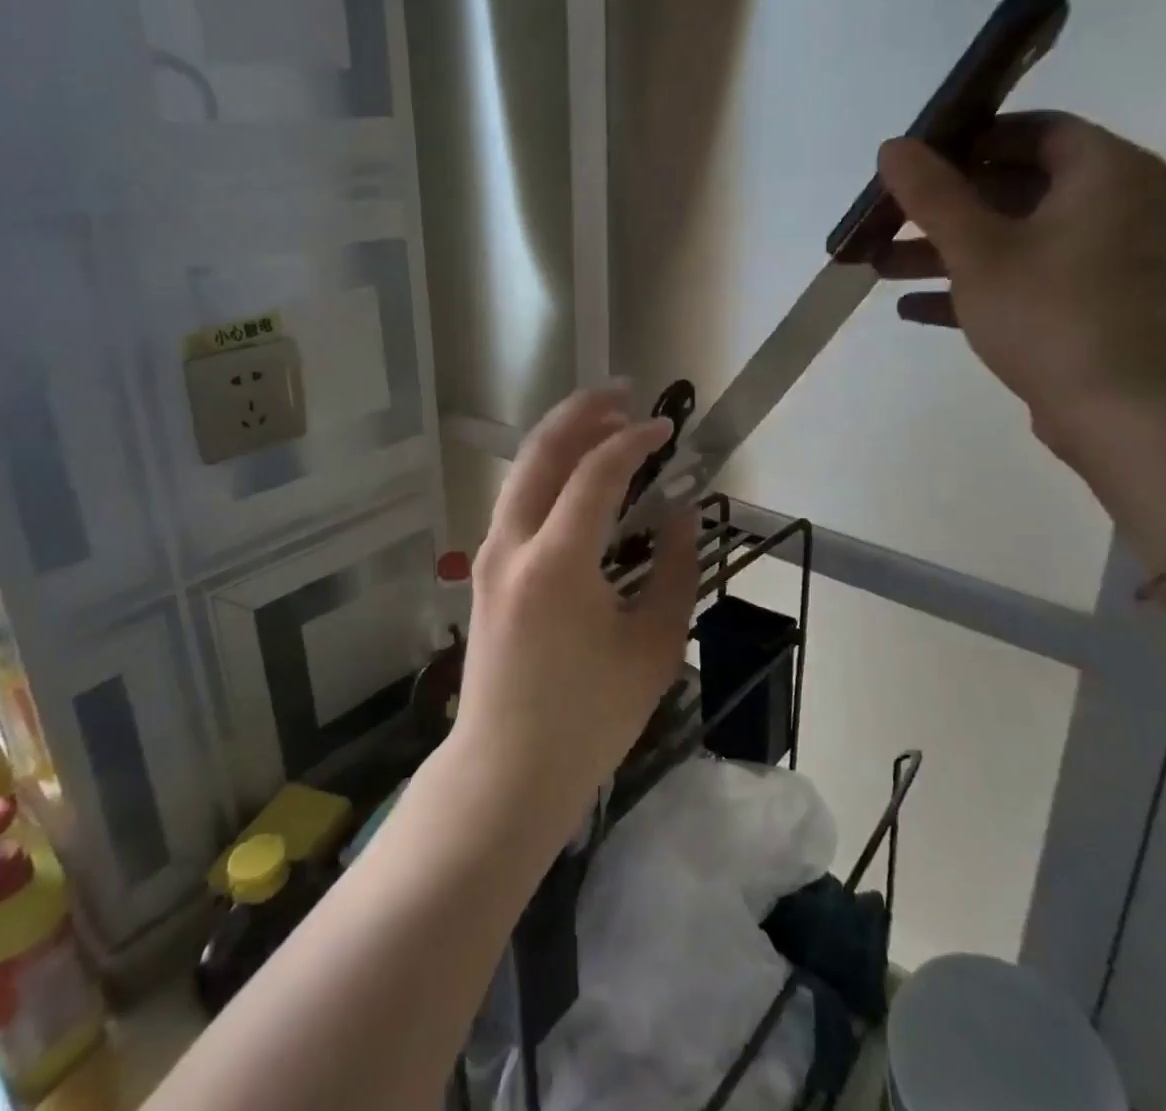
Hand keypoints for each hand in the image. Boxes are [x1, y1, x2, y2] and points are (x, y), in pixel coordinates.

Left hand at [451, 387, 698, 837]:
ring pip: (522, 472)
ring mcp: (490, 556)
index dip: (635, 440)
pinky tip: (576, 476)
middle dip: (582, 412)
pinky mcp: (484, 571)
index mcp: (557, 562)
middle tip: (623, 393)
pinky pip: (516, 500)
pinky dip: (547, 472)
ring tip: (604, 422)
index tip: (668, 428)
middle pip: (541, 452)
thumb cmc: (588, 718)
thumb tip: (681, 511)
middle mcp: (513, 544)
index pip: (596, 472)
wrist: (506, 772)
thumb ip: (675, 569)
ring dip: (562, 438)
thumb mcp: (654, 645)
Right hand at [875, 112, 1165, 473]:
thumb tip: (892, 146)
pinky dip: (974, 285)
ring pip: (1014, 237)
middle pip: (1016, 186)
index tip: (916, 162)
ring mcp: (1106, 258)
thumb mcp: (978, 250)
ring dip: (947, 250)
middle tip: (888, 219)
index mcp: (1105, 172)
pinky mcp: (1091, 304)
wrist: (1122, 414)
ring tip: (881, 267)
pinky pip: (1026, 278)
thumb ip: (932, 195)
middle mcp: (1116, 204)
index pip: (1033, 130)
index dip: (969, 140)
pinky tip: (912, 308)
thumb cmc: (1050, 314)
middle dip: (943, 207)